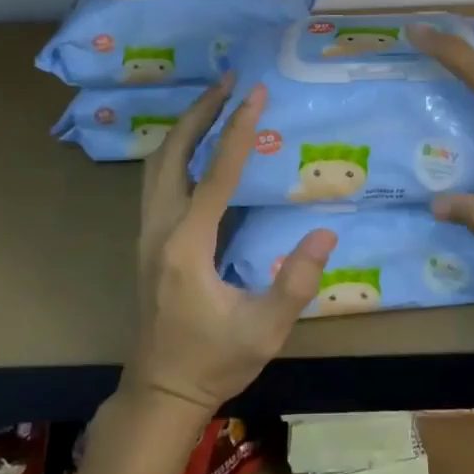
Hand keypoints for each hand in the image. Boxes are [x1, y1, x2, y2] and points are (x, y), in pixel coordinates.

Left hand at [127, 77, 337, 414]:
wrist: (161, 392)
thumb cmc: (214, 361)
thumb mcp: (264, 330)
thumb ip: (296, 283)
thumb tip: (325, 231)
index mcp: (187, 246)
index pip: (215, 173)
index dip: (237, 129)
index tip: (255, 92)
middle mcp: (161, 228)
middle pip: (172, 153)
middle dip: (200, 111)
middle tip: (229, 81)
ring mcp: (148, 232)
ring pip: (158, 162)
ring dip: (185, 126)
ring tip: (215, 100)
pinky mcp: (149, 239)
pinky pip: (158, 178)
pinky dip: (177, 148)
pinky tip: (198, 144)